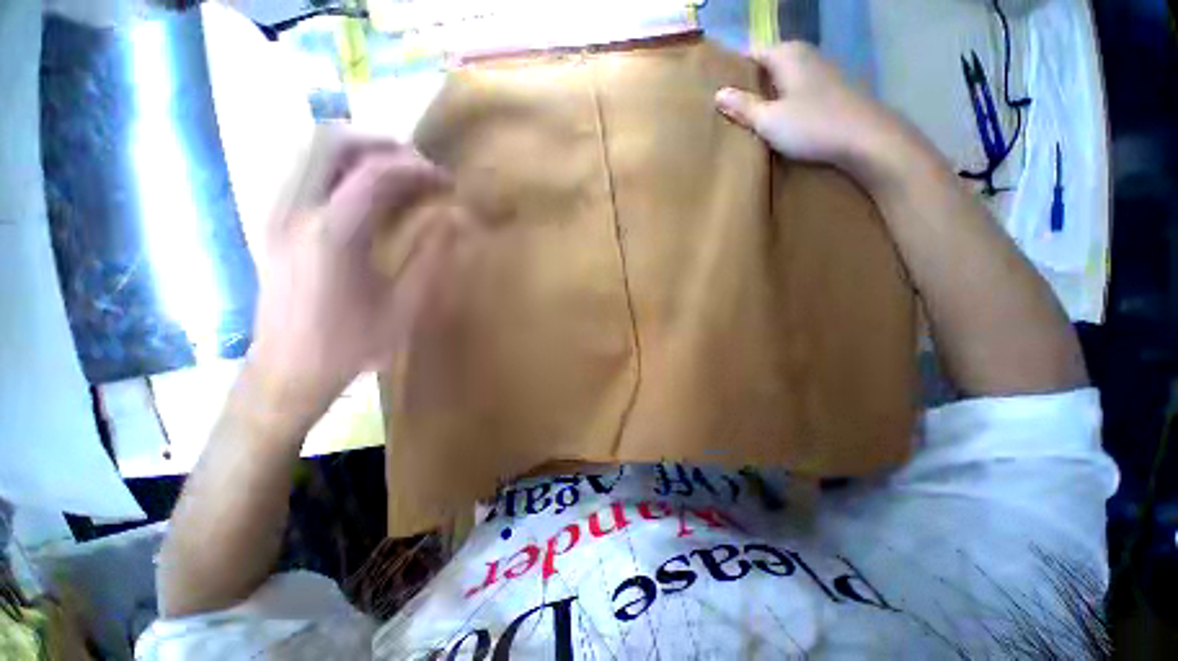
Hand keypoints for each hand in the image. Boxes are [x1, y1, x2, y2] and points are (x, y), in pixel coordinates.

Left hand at [246, 128, 456, 434]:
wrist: (285, 371)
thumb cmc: (350, 346)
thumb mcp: (404, 309)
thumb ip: (431, 259)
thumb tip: (454, 220)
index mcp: (332, 235)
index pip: (376, 173)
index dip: (418, 169)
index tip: (446, 182)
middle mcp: (295, 211)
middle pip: (330, 139)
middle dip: (381, 143)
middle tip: (418, 167)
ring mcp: (276, 212)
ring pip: (311, 149)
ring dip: (360, 152)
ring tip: (398, 176)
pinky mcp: (272, 221)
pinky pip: (306, 171)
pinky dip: (341, 168)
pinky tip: (367, 195)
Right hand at [715, 42, 913, 180]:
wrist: (864, 138)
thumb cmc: (811, 125)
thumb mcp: (768, 120)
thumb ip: (743, 107)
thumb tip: (718, 94)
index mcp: (786, 54)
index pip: (750, 53)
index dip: (733, 71)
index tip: (717, 91)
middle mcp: (804, 54)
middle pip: (767, 65)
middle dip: (749, 83)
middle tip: (728, 108)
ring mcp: (820, 70)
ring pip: (783, 77)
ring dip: (767, 93)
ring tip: (748, 115)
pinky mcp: (830, 88)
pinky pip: (797, 89)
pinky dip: (784, 99)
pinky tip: (777, 118)